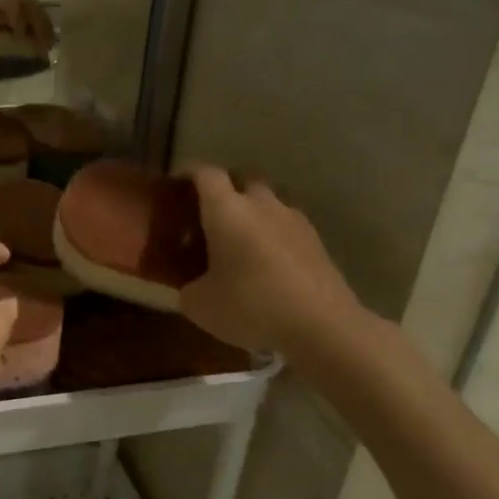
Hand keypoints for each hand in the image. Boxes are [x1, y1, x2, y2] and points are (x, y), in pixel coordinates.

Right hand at [178, 166, 372, 369]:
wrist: (321, 325)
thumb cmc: (251, 306)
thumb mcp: (199, 305)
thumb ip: (186, 289)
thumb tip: (188, 287)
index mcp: (226, 210)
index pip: (205, 173)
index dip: (189, 173)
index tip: (177, 185)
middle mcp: (260, 204)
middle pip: (241, 179)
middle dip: (225, 190)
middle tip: (209, 215)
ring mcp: (293, 219)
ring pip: (268, 201)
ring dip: (253, 211)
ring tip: (241, 240)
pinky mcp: (316, 240)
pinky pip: (287, 225)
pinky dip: (274, 234)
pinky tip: (268, 261)